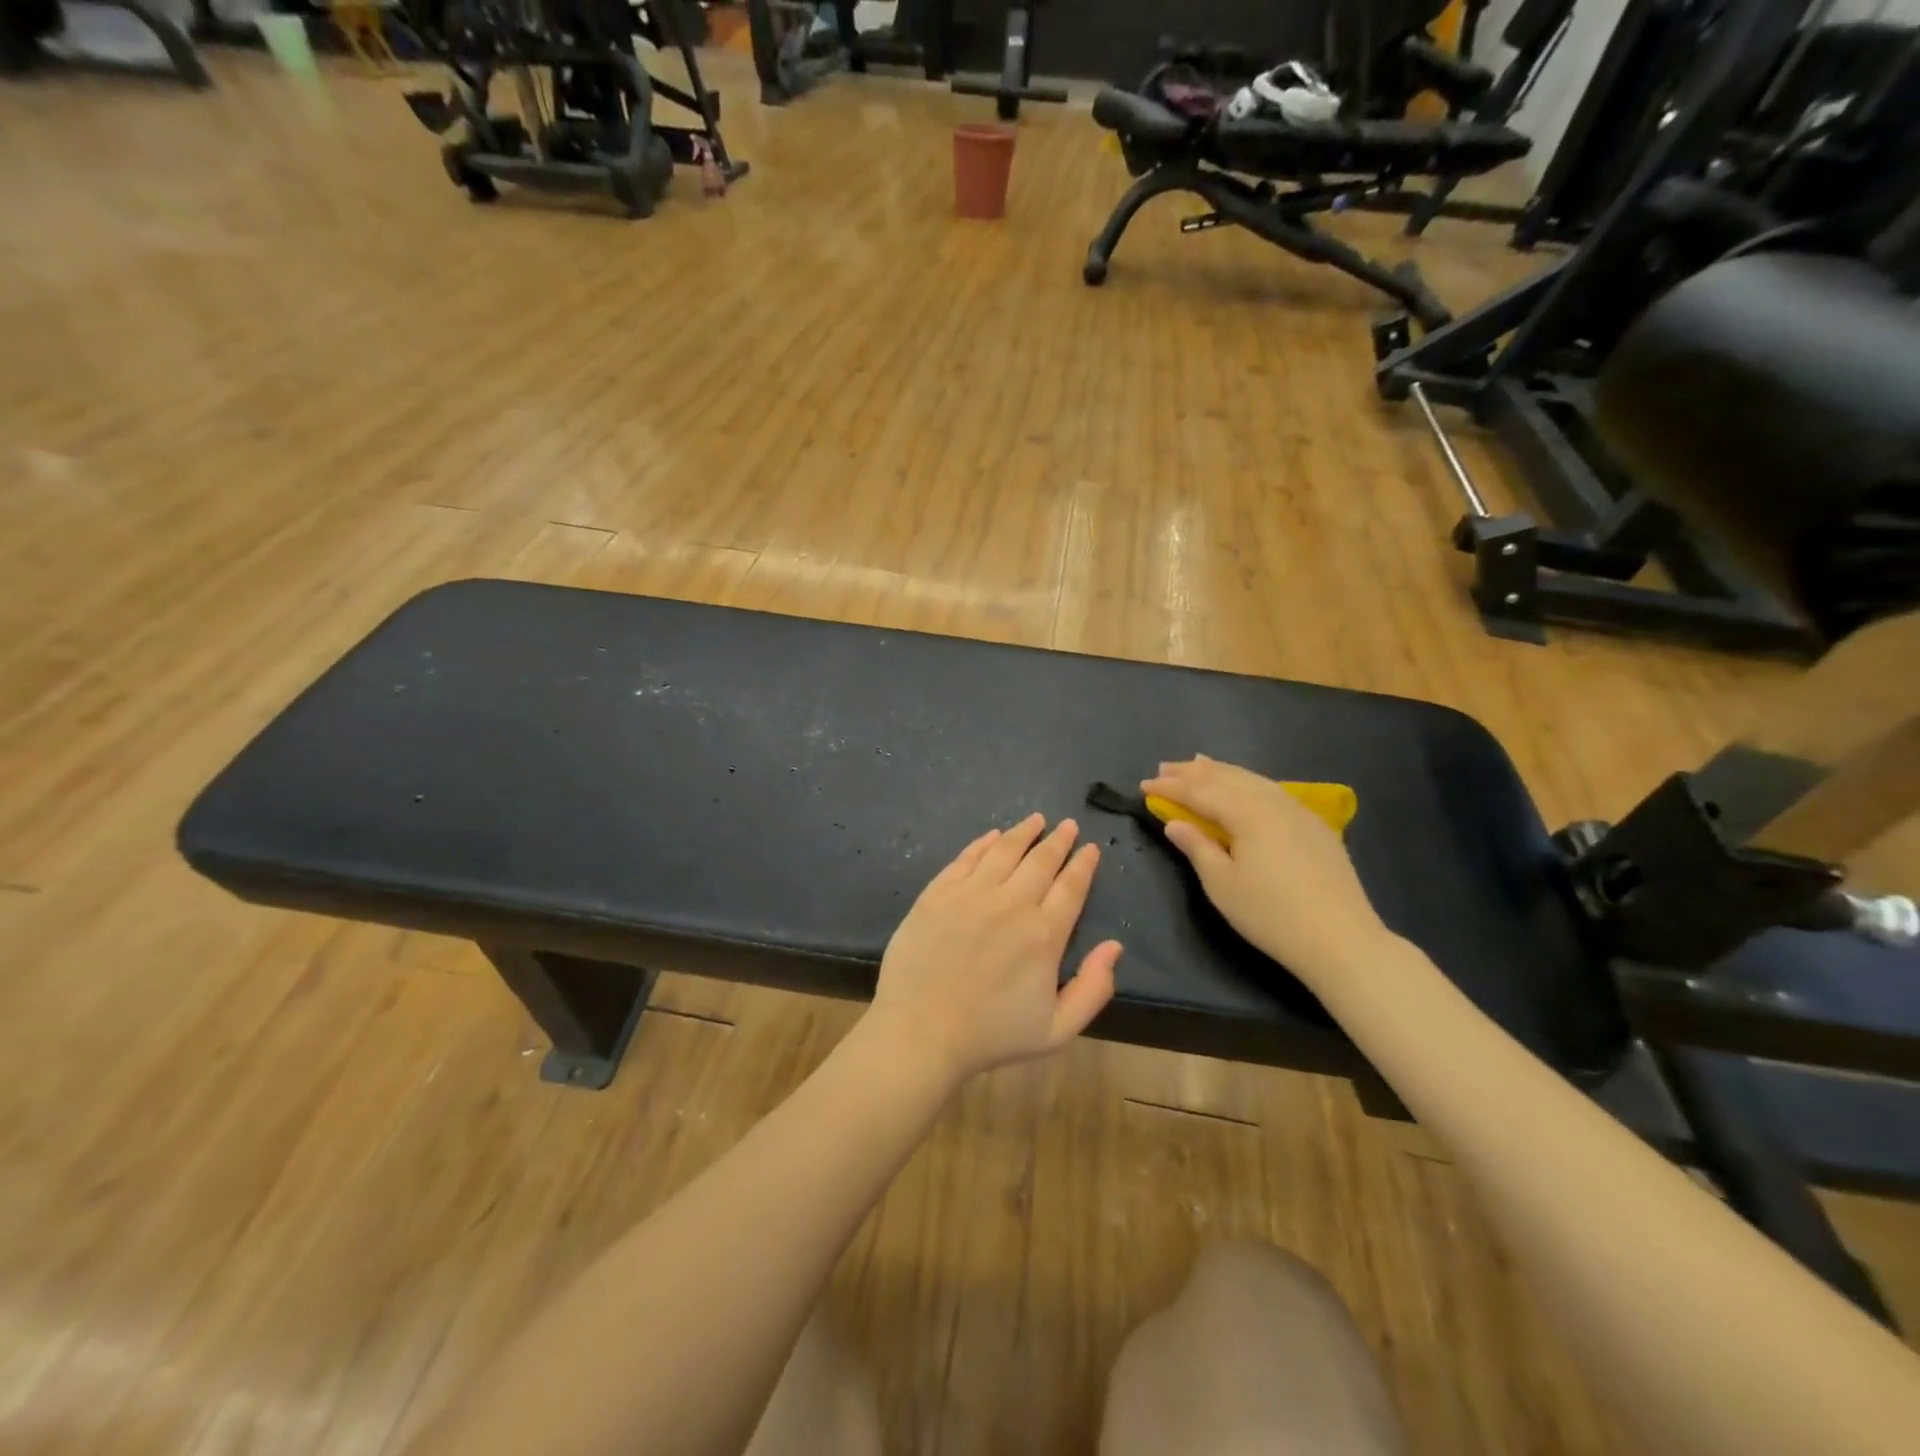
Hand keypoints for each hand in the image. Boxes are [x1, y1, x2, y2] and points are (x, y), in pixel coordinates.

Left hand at [868, 814, 1121, 1084]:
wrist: (921, 1031)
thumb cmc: (990, 1034)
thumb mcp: (1056, 1030)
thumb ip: (1093, 989)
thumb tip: (1115, 946)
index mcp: (1044, 934)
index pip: (1071, 887)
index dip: (1083, 864)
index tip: (1091, 848)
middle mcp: (1011, 904)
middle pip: (1041, 861)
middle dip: (1059, 840)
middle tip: (1068, 825)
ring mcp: (971, 894)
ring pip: (1004, 851)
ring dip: (1024, 832)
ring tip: (1036, 819)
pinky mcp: (938, 893)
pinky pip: (966, 858)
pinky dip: (983, 843)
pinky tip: (992, 836)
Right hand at [1141, 757, 1391, 986]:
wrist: (1342, 939)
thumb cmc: (1271, 914)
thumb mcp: (1222, 884)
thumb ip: (1196, 847)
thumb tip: (1174, 823)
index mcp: (1247, 813)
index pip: (1200, 792)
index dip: (1170, 788)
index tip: (1143, 785)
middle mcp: (1272, 801)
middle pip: (1226, 778)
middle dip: (1192, 772)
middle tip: (1164, 768)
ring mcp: (1298, 810)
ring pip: (1252, 779)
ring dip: (1221, 771)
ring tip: (1198, 764)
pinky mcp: (1314, 825)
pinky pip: (1272, 790)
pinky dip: (1248, 782)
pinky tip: (1244, 786)